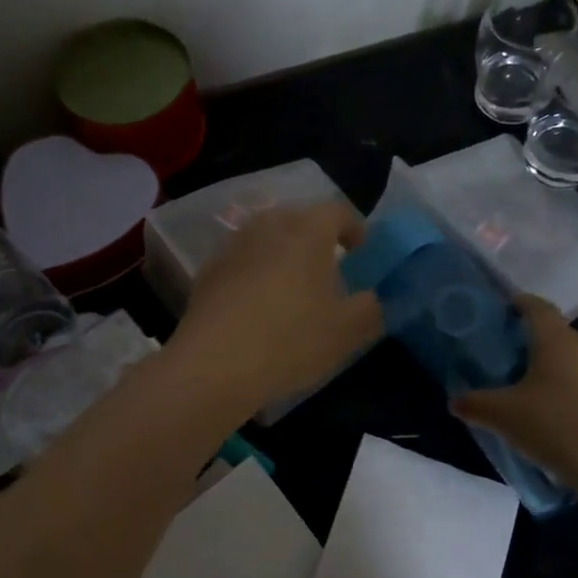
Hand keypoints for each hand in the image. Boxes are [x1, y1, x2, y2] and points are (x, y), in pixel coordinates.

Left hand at [169, 202, 383, 417]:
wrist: (212, 367)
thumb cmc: (289, 341)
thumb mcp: (346, 332)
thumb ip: (369, 309)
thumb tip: (370, 299)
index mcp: (307, 230)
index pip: (338, 211)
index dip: (354, 228)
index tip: (360, 250)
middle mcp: (267, 227)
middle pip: (298, 220)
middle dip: (316, 239)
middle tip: (329, 269)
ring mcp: (232, 248)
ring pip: (266, 240)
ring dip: (282, 256)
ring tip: (292, 289)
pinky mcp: (206, 274)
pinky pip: (241, 264)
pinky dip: (255, 276)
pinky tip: (257, 309)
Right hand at [451, 295, 577, 493]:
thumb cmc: (553, 425)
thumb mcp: (502, 415)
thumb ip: (474, 403)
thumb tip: (455, 400)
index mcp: (557, 340)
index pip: (538, 307)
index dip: (519, 303)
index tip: (503, 308)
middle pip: (555, 333)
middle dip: (531, 340)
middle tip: (505, 355)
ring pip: (571, 360)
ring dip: (550, 367)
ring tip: (525, 387)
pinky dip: (565, 388)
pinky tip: (550, 412)